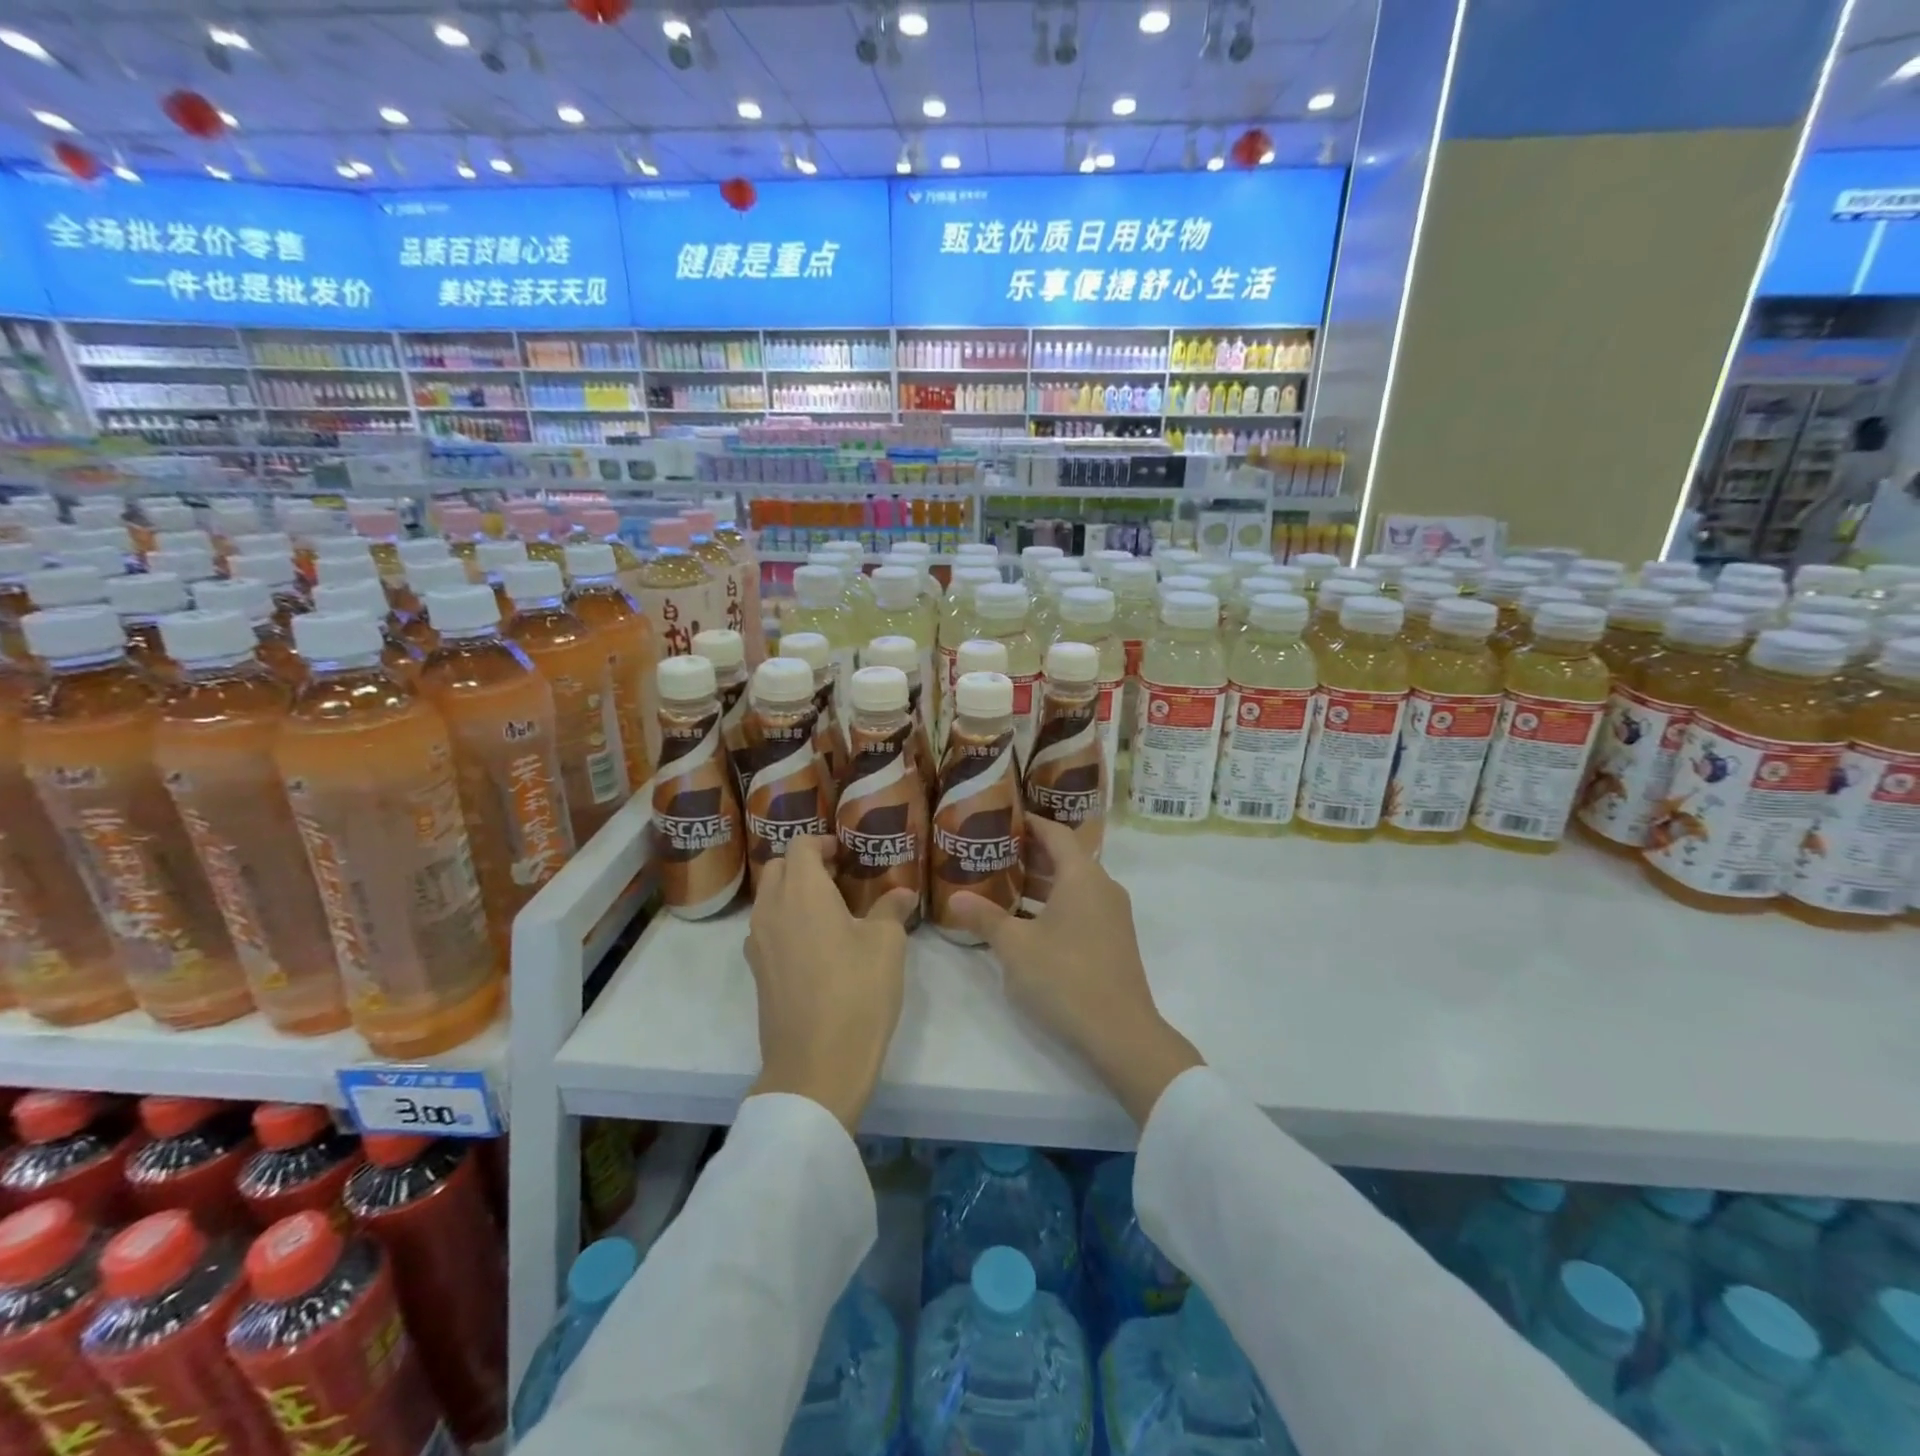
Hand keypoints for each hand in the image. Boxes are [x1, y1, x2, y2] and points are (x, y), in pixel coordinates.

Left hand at [744, 835, 918, 1131]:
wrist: (816, 1066)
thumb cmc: (857, 993)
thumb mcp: (887, 945)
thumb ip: (891, 909)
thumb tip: (902, 893)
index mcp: (802, 892)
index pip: (800, 845)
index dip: (822, 841)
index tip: (845, 852)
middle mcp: (771, 910)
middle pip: (778, 868)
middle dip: (805, 863)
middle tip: (839, 876)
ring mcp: (758, 943)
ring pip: (769, 899)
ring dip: (793, 893)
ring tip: (830, 909)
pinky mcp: (758, 972)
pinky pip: (767, 929)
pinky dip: (786, 922)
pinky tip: (816, 945)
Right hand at [948, 819, 1202, 1125]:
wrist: (1121, 1032)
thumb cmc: (1065, 977)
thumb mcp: (1015, 946)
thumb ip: (985, 917)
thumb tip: (954, 898)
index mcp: (1082, 876)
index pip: (1056, 833)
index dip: (1030, 822)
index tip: (1002, 818)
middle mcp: (1102, 887)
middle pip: (1065, 857)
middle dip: (1029, 853)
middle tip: (992, 851)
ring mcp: (1112, 915)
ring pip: (1072, 885)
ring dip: (1040, 882)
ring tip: (1001, 884)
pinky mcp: (1113, 940)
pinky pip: (1080, 906)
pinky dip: (1053, 904)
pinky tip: (1025, 921)